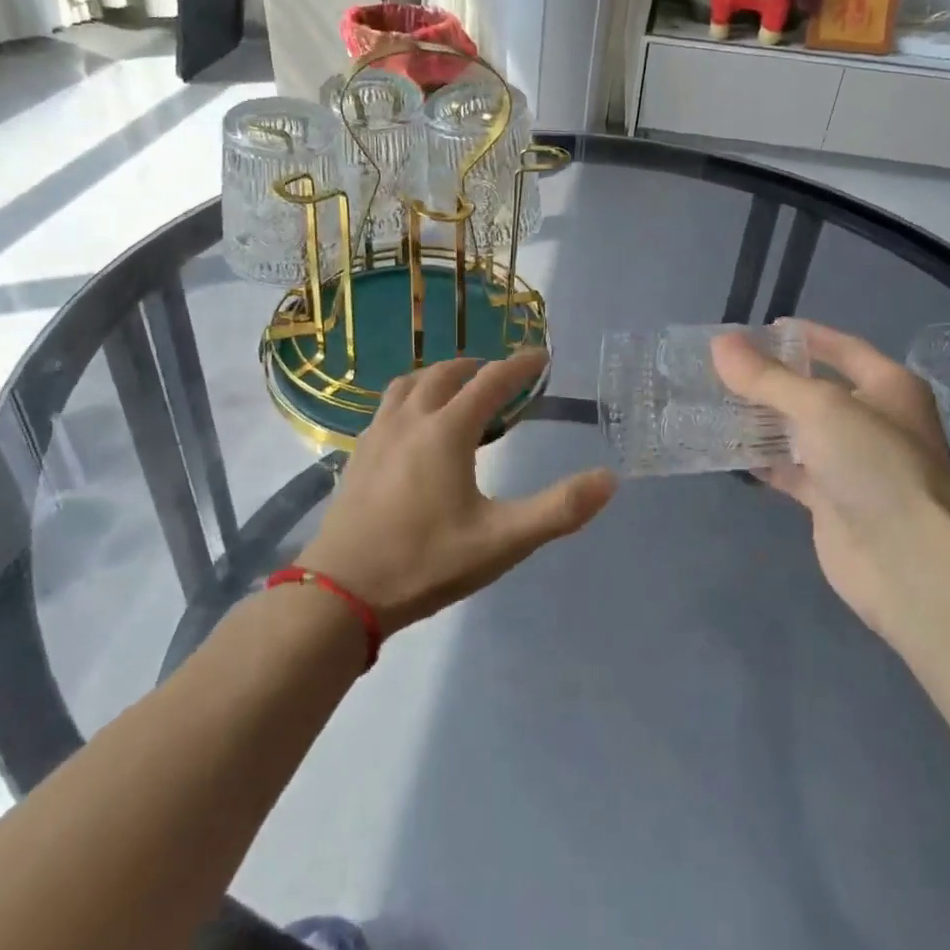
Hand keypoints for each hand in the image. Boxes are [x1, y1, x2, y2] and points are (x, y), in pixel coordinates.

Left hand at [299, 350, 616, 635]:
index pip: (491, 381)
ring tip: (456, 391)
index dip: (520, 366)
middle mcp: (410, 420)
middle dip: (478, 367)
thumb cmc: (425, 563)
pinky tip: (414, 427)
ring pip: (409, 384)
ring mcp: (377, 435)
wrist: (340, 593)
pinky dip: (411, 398)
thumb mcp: (502, 542)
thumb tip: (609, 479)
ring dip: (439, 377)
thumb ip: (558, 510)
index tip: (541, 357)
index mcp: (446, 431)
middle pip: (445, 373)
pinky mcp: (356, 455)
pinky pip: (388, 406)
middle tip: (501, 376)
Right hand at [711, 320, 949, 632]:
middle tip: (723, 368)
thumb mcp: (820, 408)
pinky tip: (729, 449)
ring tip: (715, 401)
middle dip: (772, 379)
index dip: (802, 336)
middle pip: (815, 390)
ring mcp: (853, 464)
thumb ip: (767, 378)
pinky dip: (763, 460)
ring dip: (763, 419)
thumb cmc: (875, 465)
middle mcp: (874, 421)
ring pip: (799, 431)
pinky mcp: (832, 501)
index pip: (841, 347)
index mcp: (888, 387)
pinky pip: (791, 470)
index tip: (756, 330)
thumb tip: (720, 344)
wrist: (910, 562)